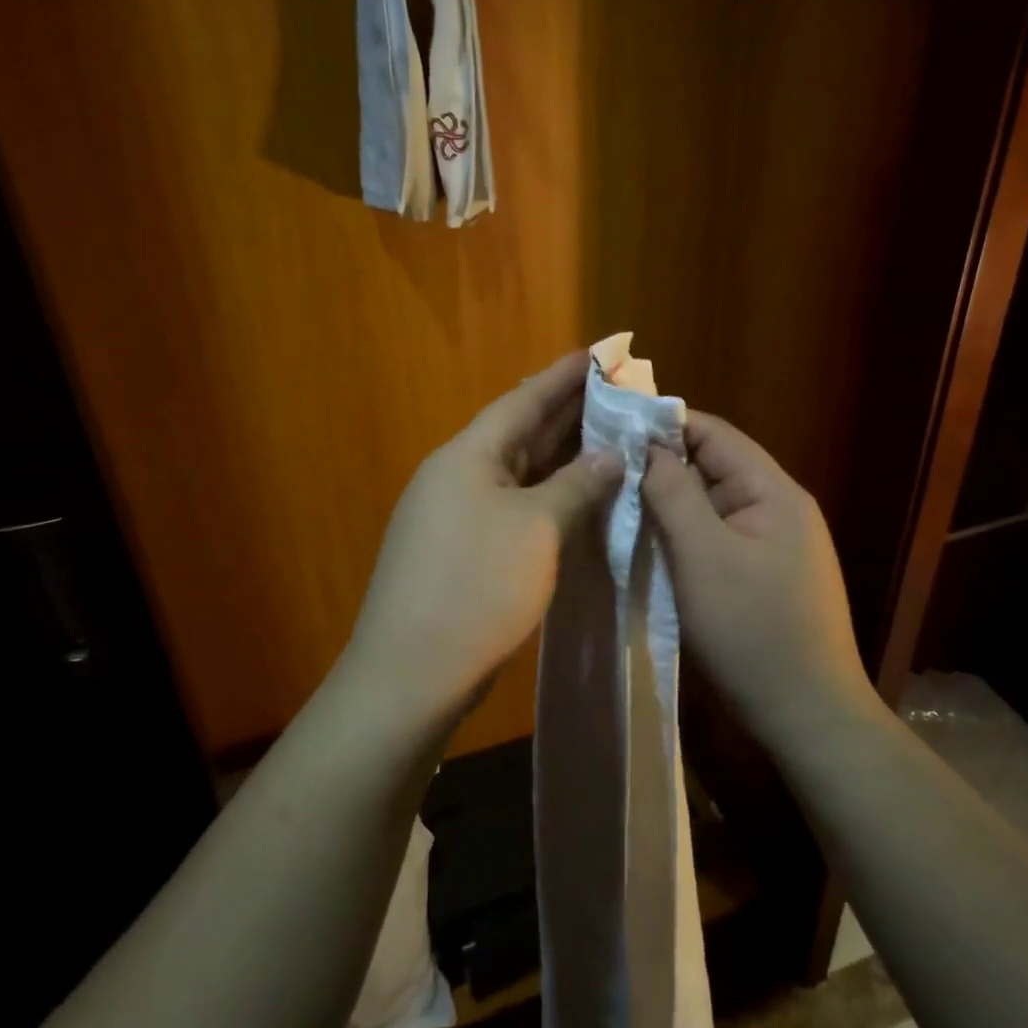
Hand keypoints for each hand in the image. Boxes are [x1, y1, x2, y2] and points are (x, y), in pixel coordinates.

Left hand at [347, 352, 622, 726]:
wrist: (412, 672)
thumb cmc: (477, 586)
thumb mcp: (538, 529)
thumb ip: (577, 486)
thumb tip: (611, 456)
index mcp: (467, 457)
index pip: (521, 402)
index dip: (560, 378)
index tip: (596, 354)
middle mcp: (457, 476)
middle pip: (519, 433)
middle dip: (566, 414)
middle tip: (615, 394)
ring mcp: (455, 515)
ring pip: (517, 473)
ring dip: (560, 457)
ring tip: (606, 437)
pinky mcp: (462, 551)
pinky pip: (513, 506)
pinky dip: (547, 497)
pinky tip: (577, 498)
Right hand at [642, 412, 871, 739]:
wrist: (806, 714)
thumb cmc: (752, 630)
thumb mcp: (703, 555)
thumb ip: (675, 494)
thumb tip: (647, 448)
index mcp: (773, 491)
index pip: (715, 434)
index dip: (664, 426)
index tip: (613, 431)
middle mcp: (778, 507)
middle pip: (713, 467)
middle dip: (662, 467)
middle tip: (606, 472)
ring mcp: (772, 543)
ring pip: (712, 505)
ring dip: (670, 504)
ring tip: (619, 504)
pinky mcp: (762, 574)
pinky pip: (717, 537)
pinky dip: (684, 535)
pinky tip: (651, 543)